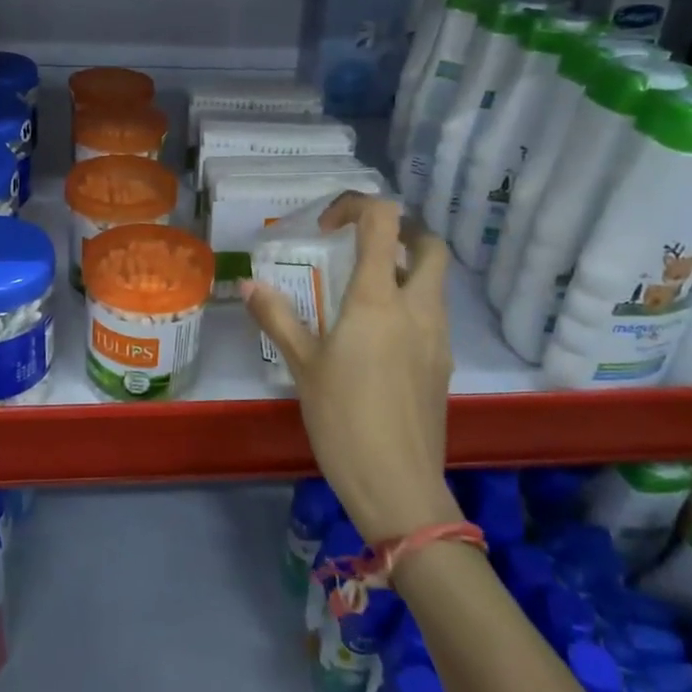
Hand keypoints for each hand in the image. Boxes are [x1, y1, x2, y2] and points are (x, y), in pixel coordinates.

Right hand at [243, 193, 459, 542]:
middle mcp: (418, 308)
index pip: (384, 221)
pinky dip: (411, 305)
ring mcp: (438, 337)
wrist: (399, 486)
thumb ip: (277, 318)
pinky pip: (433, 315)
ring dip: (406, 269)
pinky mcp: (444, 364)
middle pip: (429, 244)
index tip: (328, 228)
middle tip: (363, 246)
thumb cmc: (344, 420)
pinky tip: (379, 338)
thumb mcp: (302, 366)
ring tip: (364, 292)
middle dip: (401, 231)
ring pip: (435, 281)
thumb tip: (247, 284)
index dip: (357, 206)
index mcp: (379, 299)